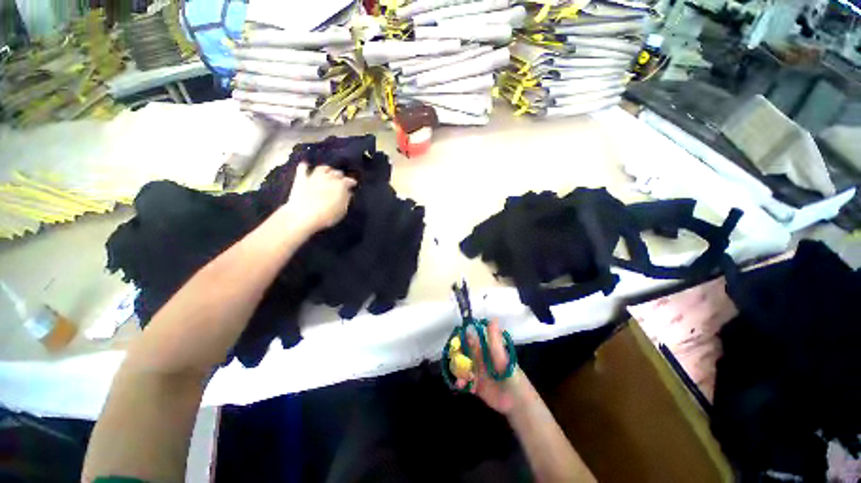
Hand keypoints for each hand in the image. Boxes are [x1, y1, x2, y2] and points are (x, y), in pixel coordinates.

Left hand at [281, 162, 356, 234]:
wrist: (304, 216)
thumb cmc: (327, 216)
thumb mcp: (342, 210)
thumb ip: (346, 199)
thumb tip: (348, 193)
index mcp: (340, 185)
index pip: (349, 180)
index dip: (352, 182)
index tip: (353, 184)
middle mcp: (328, 178)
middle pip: (336, 173)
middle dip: (340, 175)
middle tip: (341, 179)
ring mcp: (314, 177)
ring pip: (322, 168)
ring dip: (326, 169)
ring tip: (328, 171)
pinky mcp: (301, 180)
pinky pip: (302, 169)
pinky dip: (304, 166)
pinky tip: (305, 164)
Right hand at [455, 320, 522, 414]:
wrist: (517, 402)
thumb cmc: (511, 375)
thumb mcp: (501, 357)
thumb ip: (494, 340)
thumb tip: (493, 318)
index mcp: (486, 350)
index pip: (471, 340)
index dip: (462, 339)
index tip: (455, 341)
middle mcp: (479, 359)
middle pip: (463, 353)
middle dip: (457, 357)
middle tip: (454, 362)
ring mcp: (477, 372)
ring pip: (462, 367)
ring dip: (459, 371)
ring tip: (461, 379)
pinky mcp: (475, 385)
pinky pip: (464, 381)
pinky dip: (460, 382)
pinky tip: (461, 385)